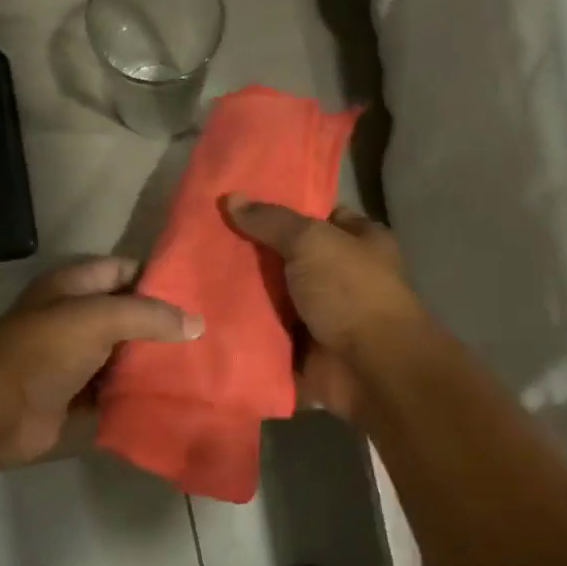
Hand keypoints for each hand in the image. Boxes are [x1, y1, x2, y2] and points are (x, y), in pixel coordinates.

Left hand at [0, 257, 202, 468]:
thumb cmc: (43, 352)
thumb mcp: (98, 319)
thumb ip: (148, 316)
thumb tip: (197, 324)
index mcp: (71, 286)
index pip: (122, 270)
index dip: (157, 279)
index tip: (198, 294)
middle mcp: (72, 317)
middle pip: (126, 314)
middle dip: (161, 324)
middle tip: (206, 335)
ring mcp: (72, 358)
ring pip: (122, 354)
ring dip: (151, 361)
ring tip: (197, 365)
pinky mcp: (75, 395)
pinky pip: (113, 389)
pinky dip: (135, 392)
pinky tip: (169, 395)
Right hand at [225, 195, 421, 420]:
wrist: (369, 367)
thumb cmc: (350, 291)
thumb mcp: (311, 242)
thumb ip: (271, 221)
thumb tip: (231, 198)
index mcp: (360, 242)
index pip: (321, 216)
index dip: (285, 209)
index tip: (241, 205)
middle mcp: (344, 277)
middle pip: (292, 258)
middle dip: (256, 253)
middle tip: (208, 239)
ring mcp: (324, 316)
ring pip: (276, 298)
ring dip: (245, 294)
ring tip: (197, 275)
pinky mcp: (305, 350)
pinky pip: (268, 334)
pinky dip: (245, 330)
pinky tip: (206, 315)